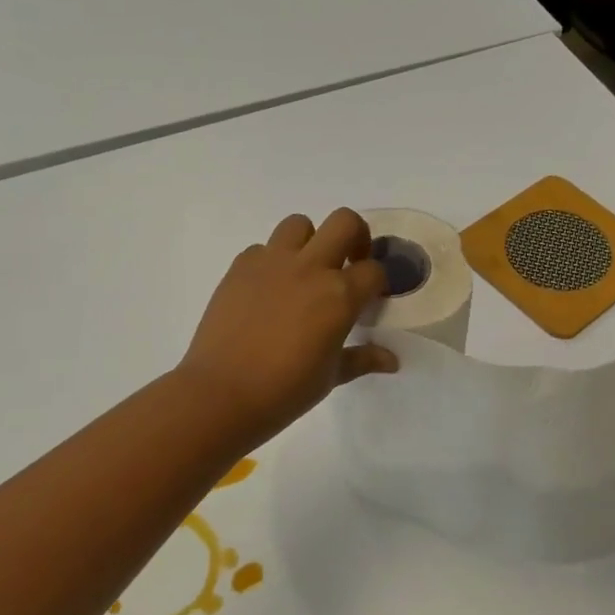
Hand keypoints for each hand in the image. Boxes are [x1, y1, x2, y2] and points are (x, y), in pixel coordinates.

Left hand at [178, 209, 397, 447]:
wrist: (222, 393)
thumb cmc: (285, 390)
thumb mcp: (332, 376)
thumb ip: (363, 359)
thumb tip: (392, 361)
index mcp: (340, 296)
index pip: (374, 270)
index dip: (378, 282)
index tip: (371, 297)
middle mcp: (310, 268)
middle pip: (345, 221)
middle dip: (356, 236)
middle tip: (349, 262)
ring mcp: (272, 262)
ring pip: (300, 224)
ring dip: (310, 241)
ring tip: (305, 271)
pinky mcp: (241, 267)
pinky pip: (263, 248)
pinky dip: (272, 261)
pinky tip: (269, 291)